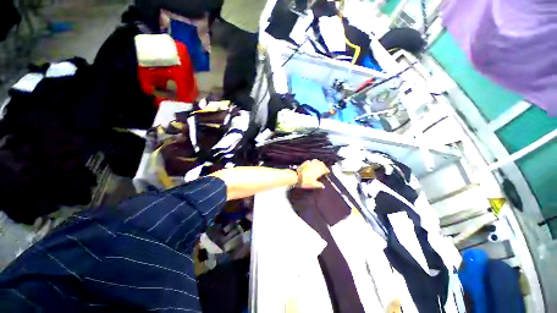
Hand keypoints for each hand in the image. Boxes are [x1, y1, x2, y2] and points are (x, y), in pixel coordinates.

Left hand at [296, 159, 329, 188]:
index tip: (327, 172)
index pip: (325, 169)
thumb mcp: (313, 185)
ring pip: (316, 161)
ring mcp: (310, 163)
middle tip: (324, 169)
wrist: (296, 177)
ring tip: (319, 165)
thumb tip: (322, 186)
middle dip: (323, 166)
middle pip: (321, 163)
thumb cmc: (306, 181)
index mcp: (319, 171)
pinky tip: (311, 164)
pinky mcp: (304, 163)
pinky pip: (310, 161)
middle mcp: (315, 166)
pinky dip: (312, 162)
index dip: (327, 170)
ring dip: (318, 163)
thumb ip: (319, 185)